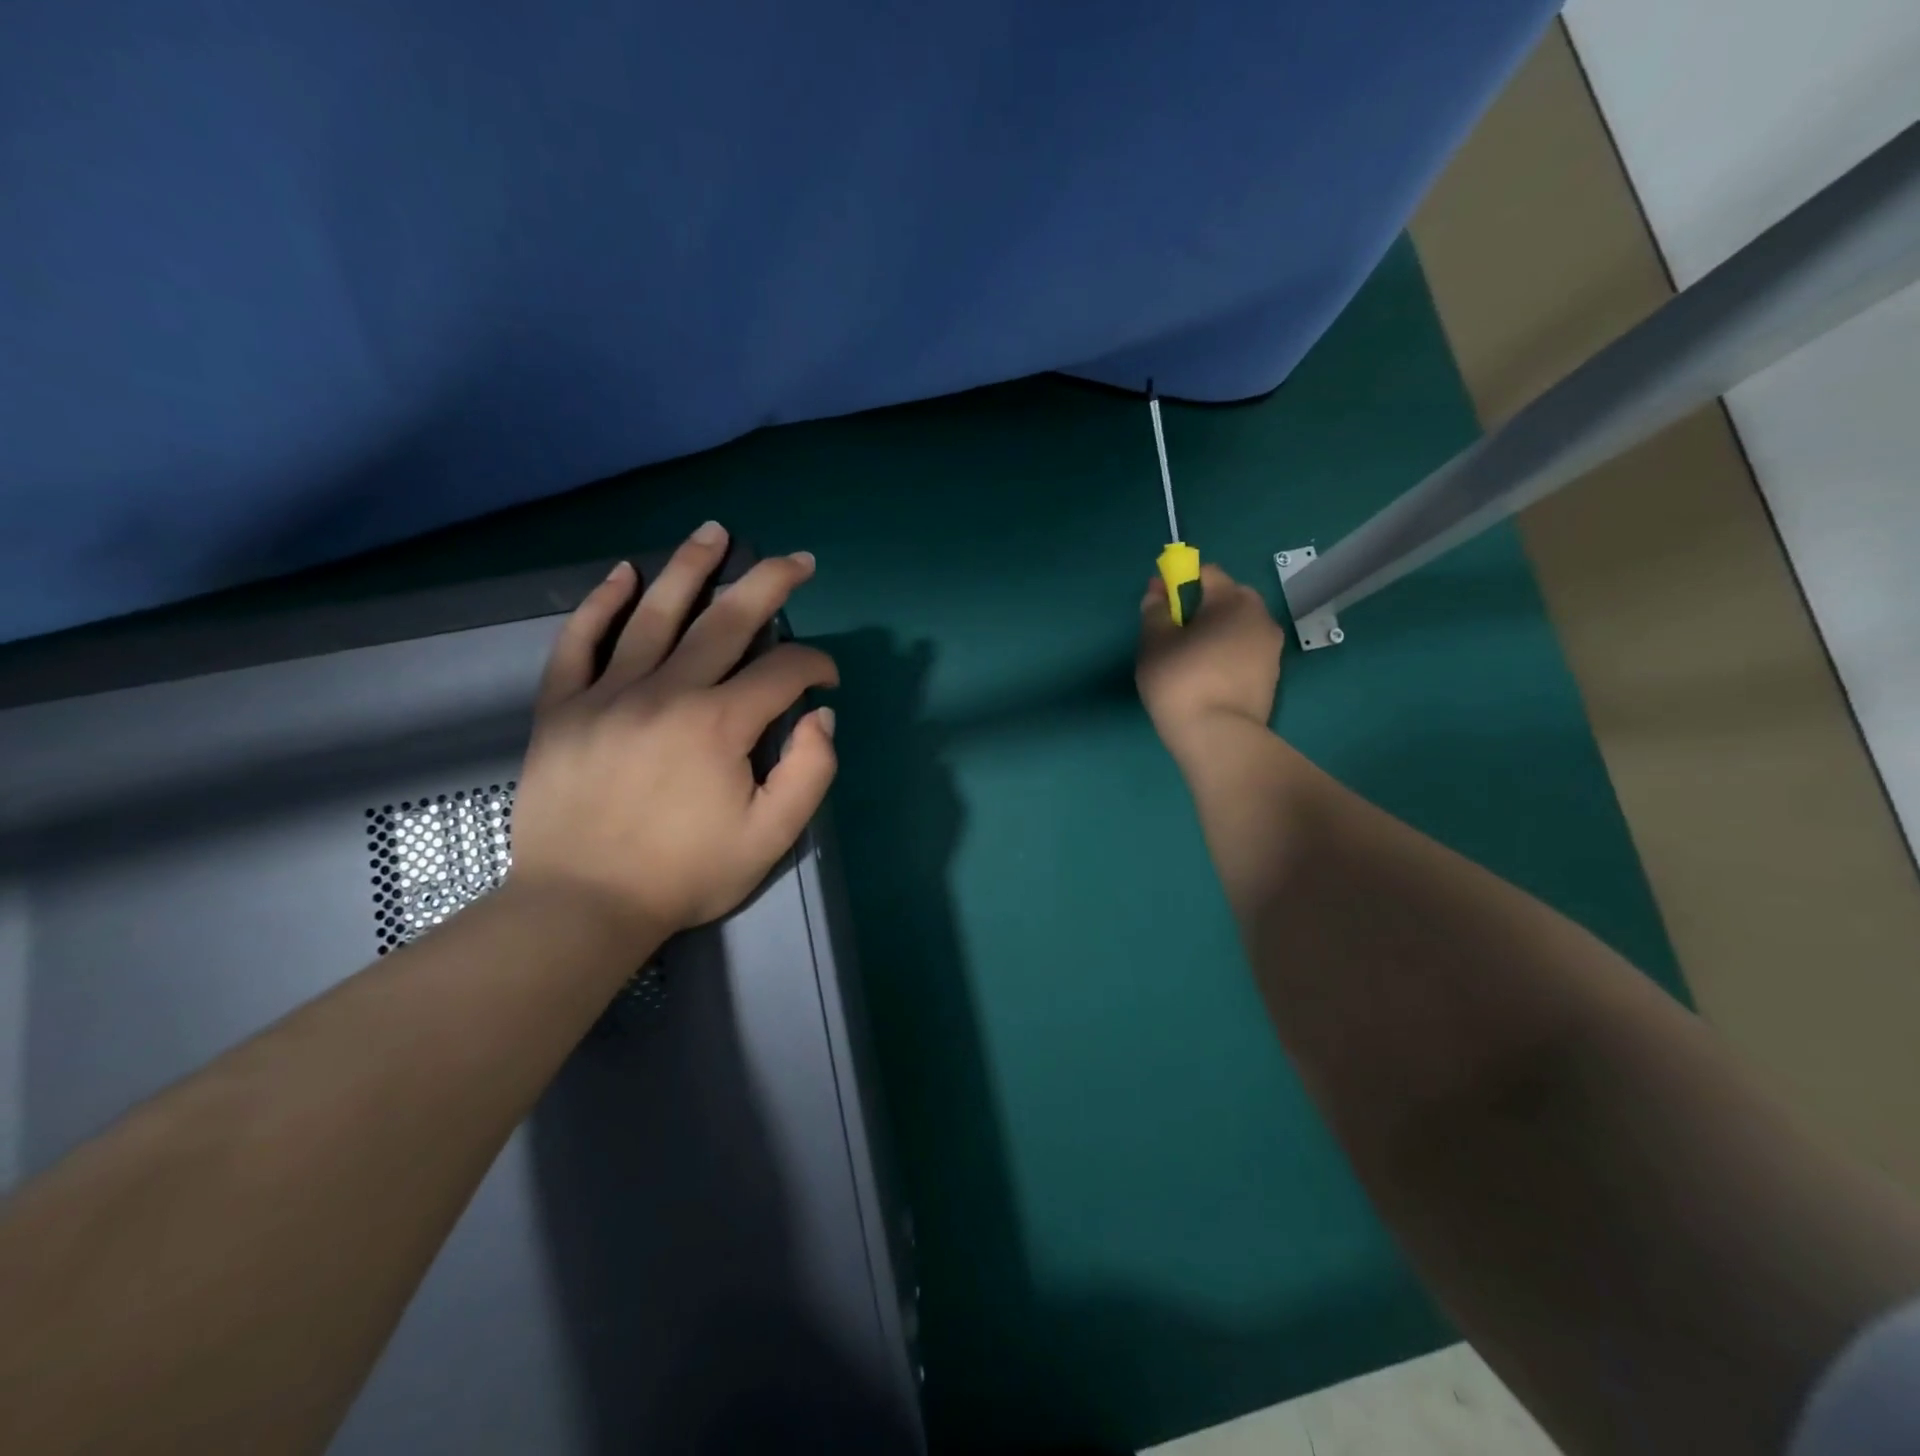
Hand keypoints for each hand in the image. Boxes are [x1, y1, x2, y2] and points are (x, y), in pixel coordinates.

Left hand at [509, 522, 838, 941]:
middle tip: (796, 559)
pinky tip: (622, 574)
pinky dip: (600, 603)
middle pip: (727, 620)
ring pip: (654, 613)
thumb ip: (810, 772)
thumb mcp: (771, 837)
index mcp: (719, 724)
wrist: (581, 906)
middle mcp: (666, 691)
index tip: (828, 680)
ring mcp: (607, 693)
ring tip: (714, 533)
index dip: (817, 665)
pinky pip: (579, 641)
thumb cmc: (684, 875)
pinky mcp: (562, 707)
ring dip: (690, 568)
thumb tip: (821, 715)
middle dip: (769, 583)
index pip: (783, 671)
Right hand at [1136, 563, 1284, 758]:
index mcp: (1232, 600)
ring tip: (1194, 658)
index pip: (1209, 572)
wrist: (1218, 736)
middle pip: (1231, 597)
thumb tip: (1157, 590)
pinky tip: (1210, 678)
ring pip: (1241, 626)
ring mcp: (1272, 648)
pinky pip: (1248, 652)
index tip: (1164, 602)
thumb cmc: (1180, 681)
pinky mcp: (1273, 676)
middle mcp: (1260, 617)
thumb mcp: (1154, 643)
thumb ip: (1155, 610)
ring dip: (1220, 632)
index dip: (1183, 580)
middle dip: (1207, 605)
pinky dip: (1230, 655)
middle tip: (1180, 632)